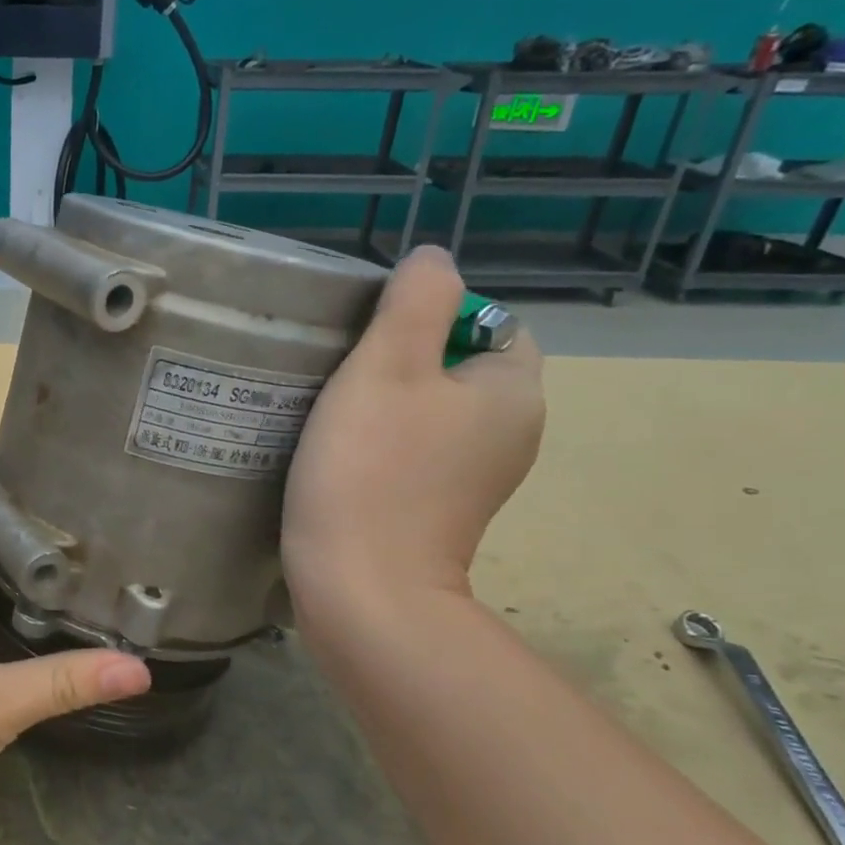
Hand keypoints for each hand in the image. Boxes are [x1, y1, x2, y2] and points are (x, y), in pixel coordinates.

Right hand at [282, 247, 544, 634]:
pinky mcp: (441, 508)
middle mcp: (511, 434)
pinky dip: (385, 441)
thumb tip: (434, 257)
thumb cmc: (371, 469)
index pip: (489, 323)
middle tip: (341, 368)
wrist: (360, 586)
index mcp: (513, 393)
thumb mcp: (388, 366)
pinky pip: (418, 450)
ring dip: (388, 400)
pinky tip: (340, 451)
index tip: (370, 339)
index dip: (431, 317)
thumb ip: (416, 300)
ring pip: (433, 410)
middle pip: (457, 366)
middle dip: (403, 358)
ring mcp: (477, 478)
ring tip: (331, 407)